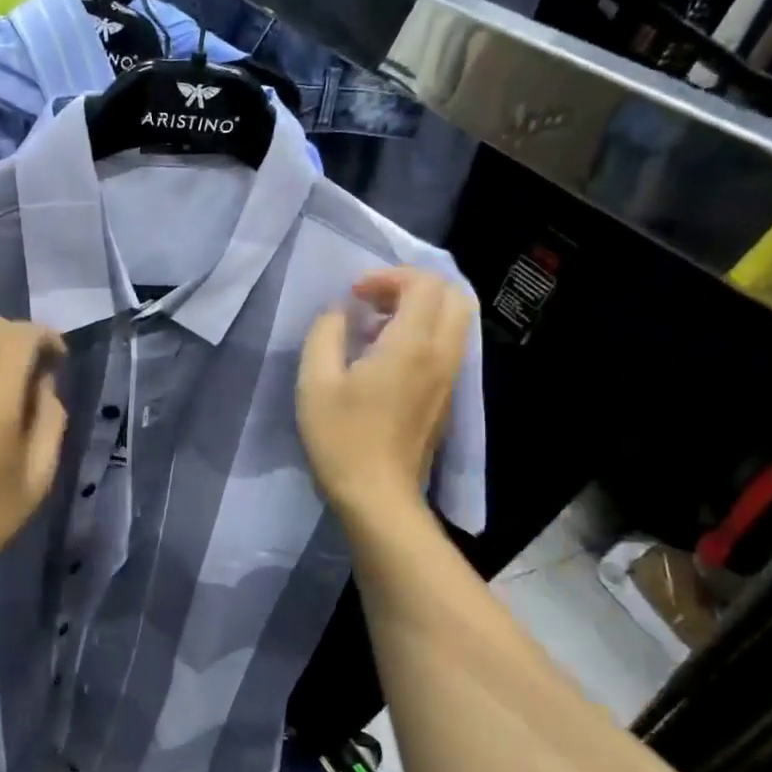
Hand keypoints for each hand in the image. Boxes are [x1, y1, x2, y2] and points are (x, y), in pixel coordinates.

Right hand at [297, 268, 473, 518]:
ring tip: (378, 326)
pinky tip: (387, 355)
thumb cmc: (341, 437)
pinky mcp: (447, 396)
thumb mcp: (315, 381)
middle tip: (374, 301)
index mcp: (412, 345)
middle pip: (452, 295)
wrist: (377, 495)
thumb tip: (339, 313)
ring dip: (421, 309)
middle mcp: (442, 354)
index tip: (355, 295)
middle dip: (413, 286)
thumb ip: (325, 333)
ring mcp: (450, 377)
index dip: (389, 276)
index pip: (424, 284)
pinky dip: (425, 333)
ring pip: (456, 320)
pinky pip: (449, 345)